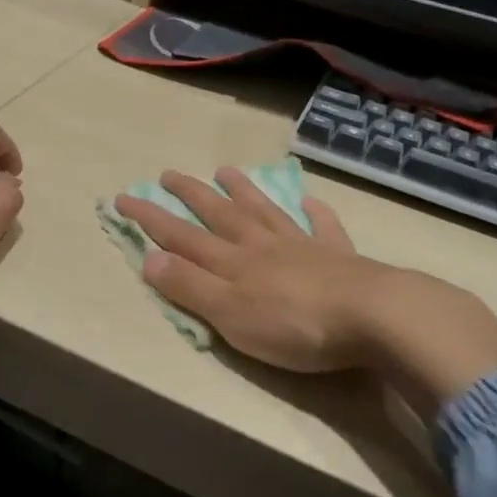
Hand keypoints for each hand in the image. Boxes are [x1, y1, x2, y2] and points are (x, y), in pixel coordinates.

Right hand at [115, 168, 496, 408]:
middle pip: (219, 214)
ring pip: (265, 211)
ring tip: (226, 170)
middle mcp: (262, 245)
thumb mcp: (229, 315)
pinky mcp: (339, 257)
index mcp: (232, 262)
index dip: (150, 218)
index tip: (123, 197)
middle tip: (168, 173)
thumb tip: (149, 258)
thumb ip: (189, 287)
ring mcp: (302, 246)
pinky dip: (313, 212)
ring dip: (243, 191)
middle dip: (190, 195)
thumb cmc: (294, 325)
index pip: (180, 236)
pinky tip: (309, 200)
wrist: (372, 317)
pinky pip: (322, 227)